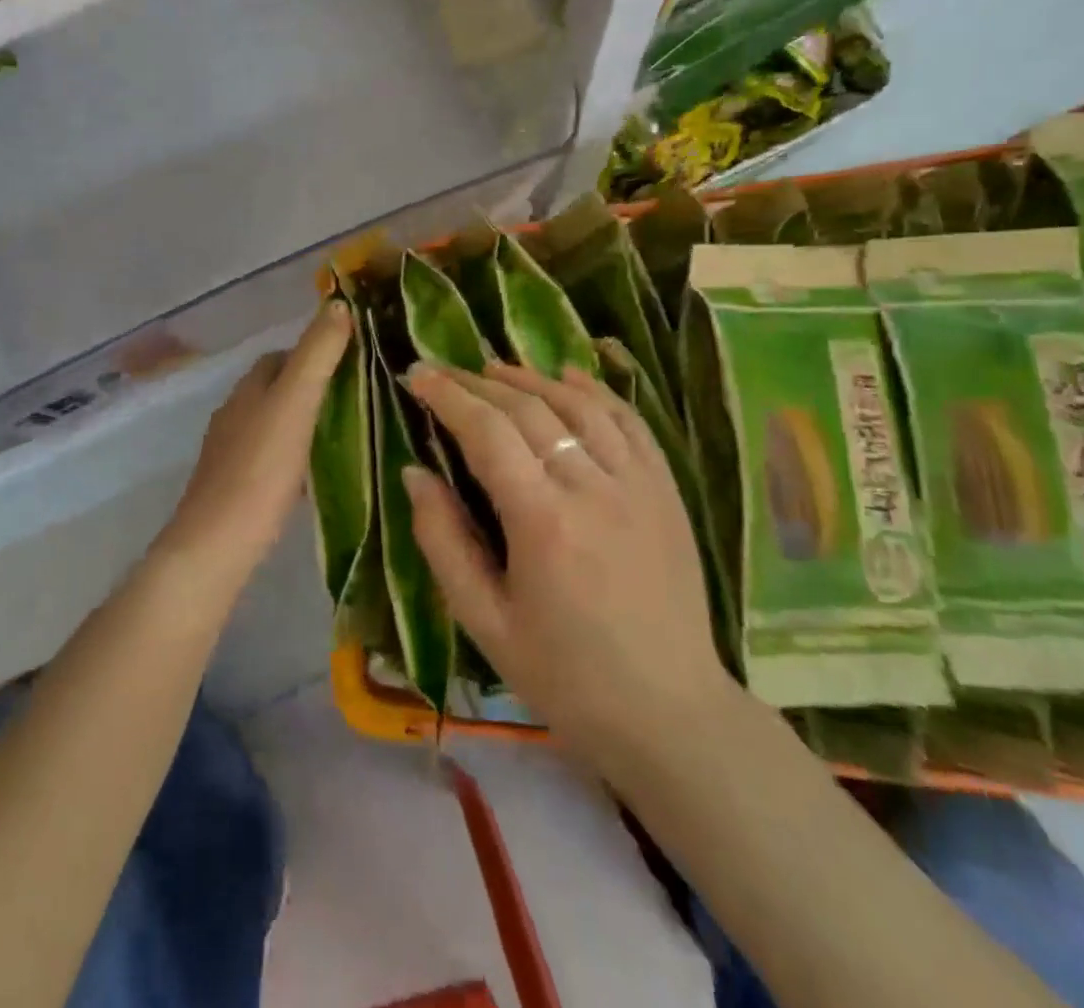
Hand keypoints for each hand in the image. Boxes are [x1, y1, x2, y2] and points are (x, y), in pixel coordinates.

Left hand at [153, 302, 352, 595]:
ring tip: (344, 436)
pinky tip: (315, 476)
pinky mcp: (234, 487)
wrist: (217, 544)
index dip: (313, 353)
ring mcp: (230, 452)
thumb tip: (338, 305)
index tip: (350, 363)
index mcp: (247, 390)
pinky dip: (294, 456)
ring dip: (302, 423)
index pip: (279, 357)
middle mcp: (234, 414)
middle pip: (275, 390)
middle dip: (310, 389)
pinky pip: (269, 458)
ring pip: (272, 424)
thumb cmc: (259, 469)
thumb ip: (317, 355)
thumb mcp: (294, 404)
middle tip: (355, 401)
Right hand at [403, 360, 733, 764]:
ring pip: (579, 406)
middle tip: (443, 371)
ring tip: (493, 369)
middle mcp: (593, 489)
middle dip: (477, 383)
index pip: (487, 433)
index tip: (417, 375)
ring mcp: (638, 485)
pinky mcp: (666, 492)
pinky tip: (570, 376)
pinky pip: (630, 422)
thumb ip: (443, 541)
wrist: (669, 714)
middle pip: (529, 410)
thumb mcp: (483, 621)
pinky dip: (596, 392)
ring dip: (531, 380)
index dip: (448, 396)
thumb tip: (414, 473)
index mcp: (543, 523)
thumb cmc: (564, 675)